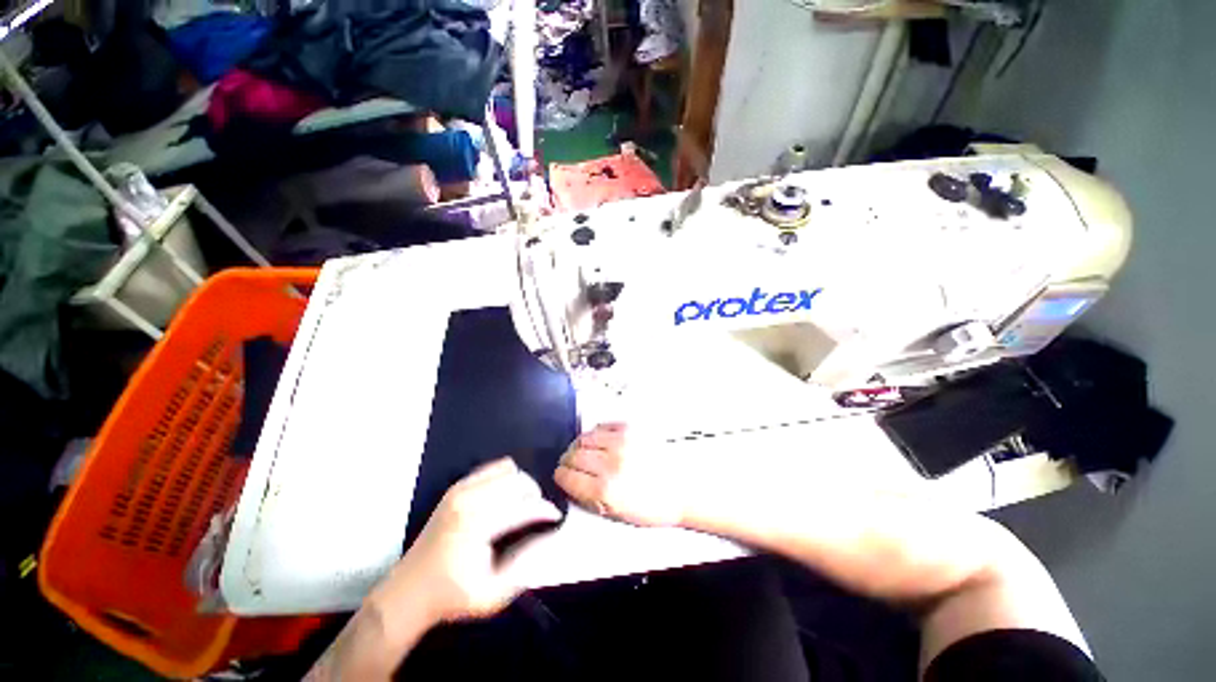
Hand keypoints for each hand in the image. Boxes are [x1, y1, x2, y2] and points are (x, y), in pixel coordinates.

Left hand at [375, 458, 561, 622]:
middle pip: (518, 481)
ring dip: (521, 484)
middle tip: (539, 514)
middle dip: (535, 495)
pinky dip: (506, 477)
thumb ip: (524, 565)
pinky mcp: (457, 487)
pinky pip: (492, 468)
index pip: (523, 506)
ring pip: (508, 469)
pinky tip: (505, 497)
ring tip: (522, 504)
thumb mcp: (492, 595)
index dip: (545, 510)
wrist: (408, 592)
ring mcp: (461, 489)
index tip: (558, 517)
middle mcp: (469, 498)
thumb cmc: (451, 597)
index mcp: (476, 525)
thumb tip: (548, 536)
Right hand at [555, 423, 686, 526]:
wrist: (682, 489)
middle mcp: (611, 463)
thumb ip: (588, 498)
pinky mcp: (631, 428)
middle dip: (568, 461)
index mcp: (606, 490)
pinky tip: (601, 441)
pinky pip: (602, 425)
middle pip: (573, 454)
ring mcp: (621, 442)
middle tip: (571, 464)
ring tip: (585, 452)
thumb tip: (570, 484)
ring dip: (580, 445)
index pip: (567, 476)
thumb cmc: (653, 506)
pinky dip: (596, 433)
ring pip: (584, 437)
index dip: (561, 476)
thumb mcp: (616, 514)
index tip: (561, 475)